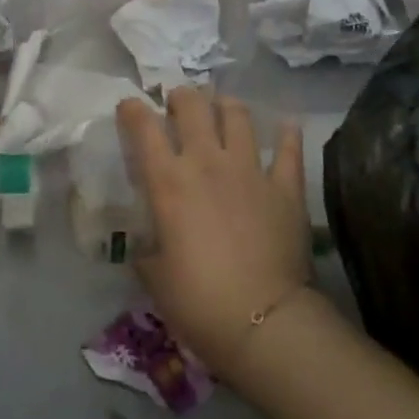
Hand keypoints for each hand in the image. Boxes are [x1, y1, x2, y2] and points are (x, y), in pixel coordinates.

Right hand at [118, 88, 312, 380]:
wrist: (262, 321)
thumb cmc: (197, 301)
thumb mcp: (154, 276)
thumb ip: (148, 248)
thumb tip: (149, 244)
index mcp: (168, 181)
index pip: (143, 128)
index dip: (133, 110)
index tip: (130, 108)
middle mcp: (207, 163)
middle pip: (193, 106)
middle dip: (182, 97)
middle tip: (179, 105)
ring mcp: (250, 170)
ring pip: (238, 116)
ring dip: (226, 106)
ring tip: (223, 108)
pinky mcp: (286, 186)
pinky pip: (288, 149)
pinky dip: (287, 134)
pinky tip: (285, 126)